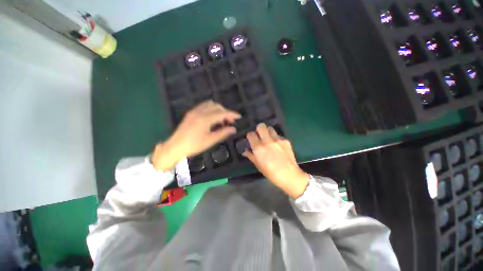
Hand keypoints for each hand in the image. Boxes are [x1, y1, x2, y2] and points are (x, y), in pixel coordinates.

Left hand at [152, 101, 239, 169]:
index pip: (222, 113)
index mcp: (205, 119)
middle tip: (231, 121)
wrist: (175, 146)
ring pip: (210, 104)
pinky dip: (211, 109)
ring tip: (222, 119)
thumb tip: (234, 129)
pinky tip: (213, 116)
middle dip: (226, 112)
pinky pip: (204, 106)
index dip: (232, 114)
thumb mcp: (210, 140)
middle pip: (217, 107)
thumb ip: (223, 133)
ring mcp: (194, 111)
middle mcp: (200, 112)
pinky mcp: (191, 113)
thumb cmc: (194, 145)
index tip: (239, 116)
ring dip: (219, 109)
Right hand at [243, 123, 308, 198]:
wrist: (289, 175)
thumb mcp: (258, 165)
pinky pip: (278, 135)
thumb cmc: (271, 173)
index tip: (251, 138)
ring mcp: (277, 140)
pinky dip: (276, 138)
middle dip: (258, 129)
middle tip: (259, 134)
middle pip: (261, 126)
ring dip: (267, 131)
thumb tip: (245, 151)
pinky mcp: (285, 140)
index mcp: (258, 148)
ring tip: (268, 138)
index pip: (251, 134)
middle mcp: (267, 141)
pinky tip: (277, 145)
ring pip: (270, 128)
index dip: (250, 135)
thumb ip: (251, 156)